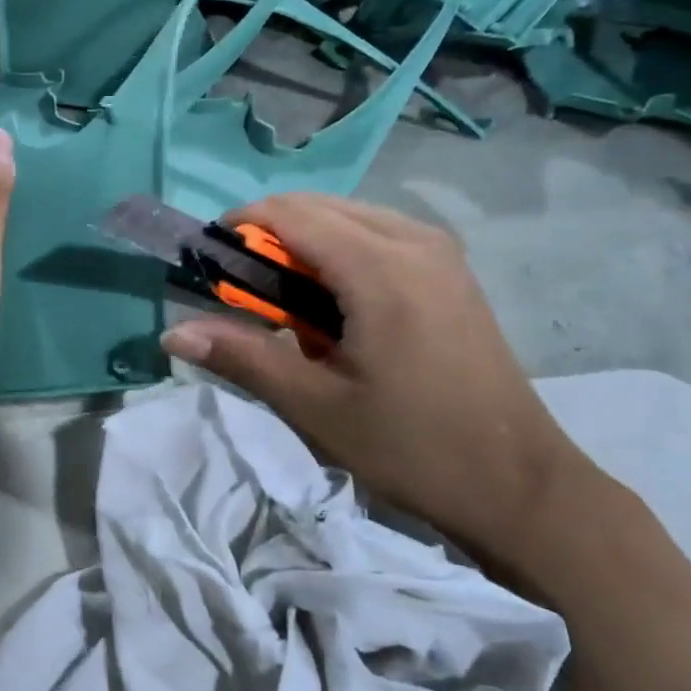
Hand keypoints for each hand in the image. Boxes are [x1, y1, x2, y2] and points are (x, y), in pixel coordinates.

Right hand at [159, 194, 606, 575]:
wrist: (517, 483)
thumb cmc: (410, 447)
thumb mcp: (315, 406)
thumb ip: (242, 356)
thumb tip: (172, 334)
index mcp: (380, 268)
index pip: (290, 215)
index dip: (238, 228)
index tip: (206, 262)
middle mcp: (414, 240)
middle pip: (319, 206)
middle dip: (268, 236)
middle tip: (239, 292)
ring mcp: (441, 252)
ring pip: (351, 217)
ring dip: (305, 244)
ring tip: (284, 304)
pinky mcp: (452, 271)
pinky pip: (380, 235)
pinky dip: (341, 254)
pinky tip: (336, 307)